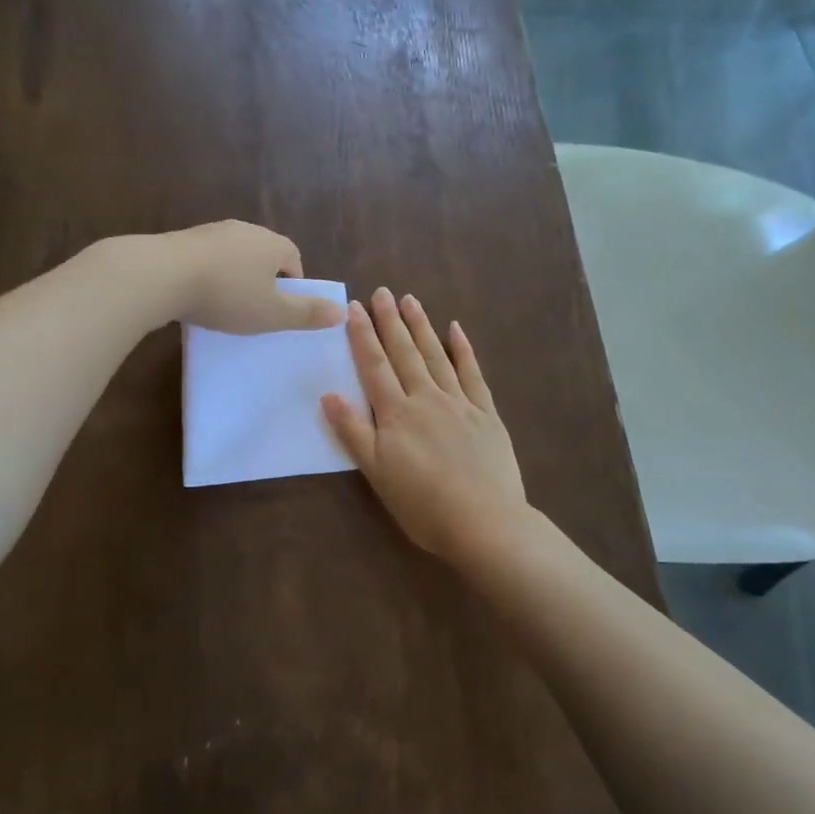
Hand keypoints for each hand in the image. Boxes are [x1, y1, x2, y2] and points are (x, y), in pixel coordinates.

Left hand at [153, 221, 342, 333]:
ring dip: (235, 276)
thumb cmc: (227, 296)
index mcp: (274, 244)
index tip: (281, 311)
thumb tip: (342, 312)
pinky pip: (207, 258)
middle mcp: (247, 229)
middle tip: (255, 310)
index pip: (294, 260)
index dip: (293, 286)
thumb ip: (306, 314)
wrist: (162, 274)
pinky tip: (197, 295)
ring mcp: (213, 231)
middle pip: (265, 255)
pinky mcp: (184, 238)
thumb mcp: (272, 314)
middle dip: (264, 280)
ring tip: (225, 304)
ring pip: (235, 255)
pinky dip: (209, 274)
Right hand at [322, 288, 527, 563]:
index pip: (375, 366)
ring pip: (436, 356)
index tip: (355, 307)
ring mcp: (459, 403)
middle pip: (404, 353)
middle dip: (390, 321)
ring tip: (410, 300)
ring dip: (421, 327)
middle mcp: (426, 398)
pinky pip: (472, 373)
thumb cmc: (423, 504)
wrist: (484, 521)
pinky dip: (463, 349)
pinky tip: (456, 329)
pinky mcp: (486, 413)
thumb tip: (328, 394)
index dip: (363, 336)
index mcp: (396, 414)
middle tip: (382, 292)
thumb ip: (353, 432)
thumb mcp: (377, 473)